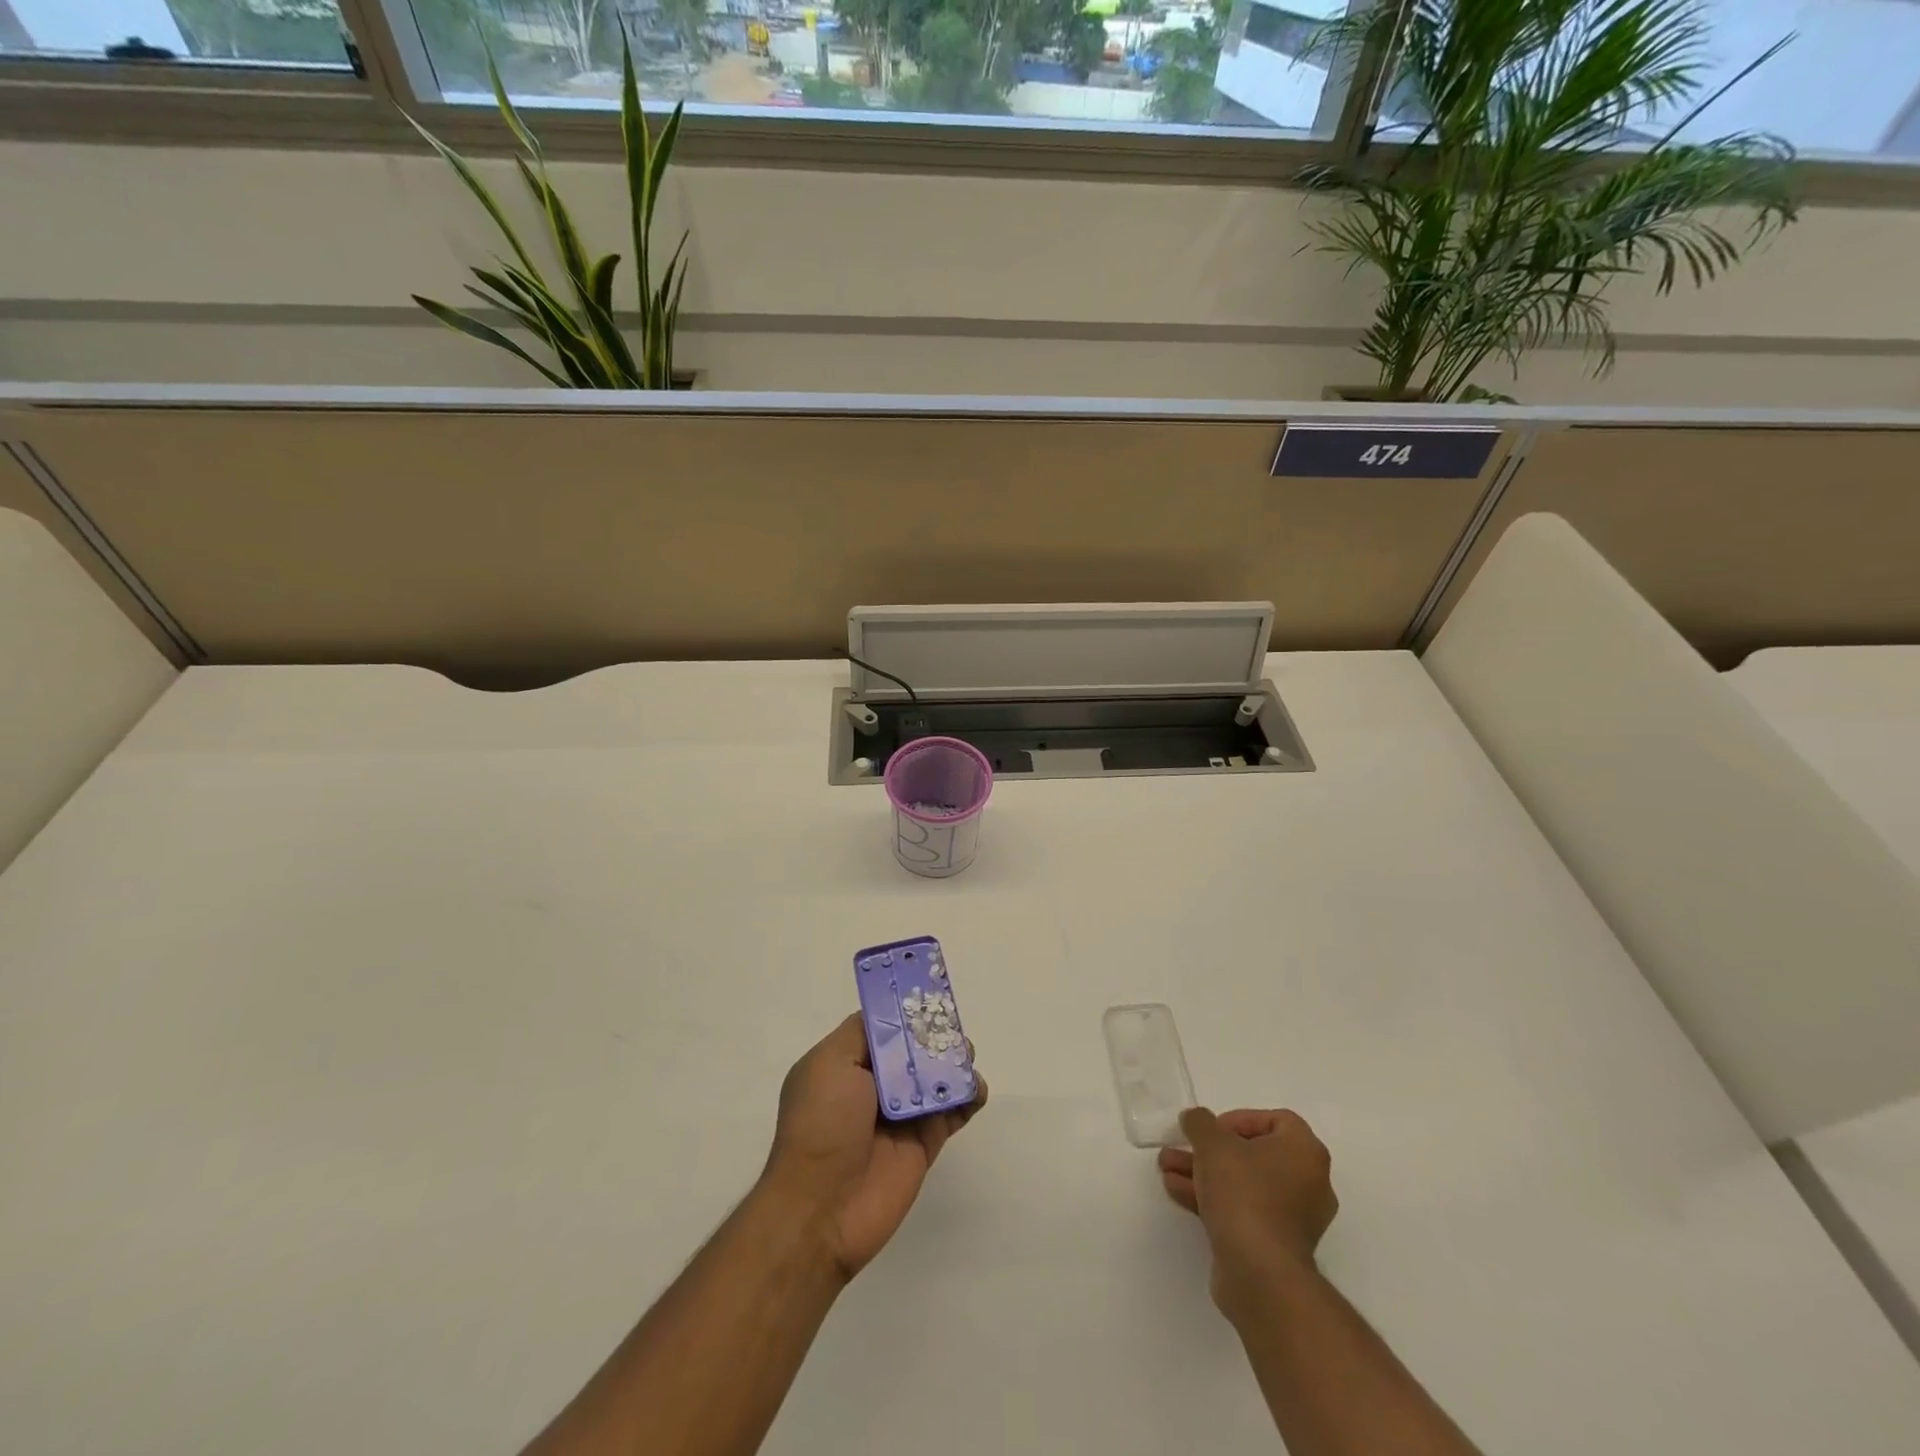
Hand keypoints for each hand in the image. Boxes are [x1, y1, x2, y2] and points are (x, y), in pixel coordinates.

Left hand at [762, 1014, 987, 1282]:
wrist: (823, 1208)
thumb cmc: (821, 1124)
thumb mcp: (830, 1062)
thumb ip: (864, 1032)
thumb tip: (894, 1016)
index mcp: (846, 1063)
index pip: (883, 1027)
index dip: (906, 1012)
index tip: (930, 996)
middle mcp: (875, 1085)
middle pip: (915, 1049)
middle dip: (936, 1035)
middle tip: (953, 1030)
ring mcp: (903, 1115)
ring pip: (938, 1077)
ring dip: (956, 1062)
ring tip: (966, 1056)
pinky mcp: (926, 1142)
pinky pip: (954, 1111)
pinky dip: (970, 1095)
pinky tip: (976, 1088)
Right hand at [1158, 1107, 1337, 1312]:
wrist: (1259, 1272)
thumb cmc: (1244, 1192)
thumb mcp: (1213, 1143)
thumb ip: (1200, 1122)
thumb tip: (1196, 1119)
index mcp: (1305, 1152)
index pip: (1275, 1120)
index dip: (1239, 1119)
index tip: (1212, 1131)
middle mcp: (1308, 1183)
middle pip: (1253, 1154)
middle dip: (1209, 1150)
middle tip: (1181, 1147)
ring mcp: (1294, 1218)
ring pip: (1243, 1183)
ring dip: (1204, 1173)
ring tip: (1166, 1169)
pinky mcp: (1276, 1245)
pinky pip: (1244, 1209)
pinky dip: (1214, 1199)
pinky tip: (1177, 1192)